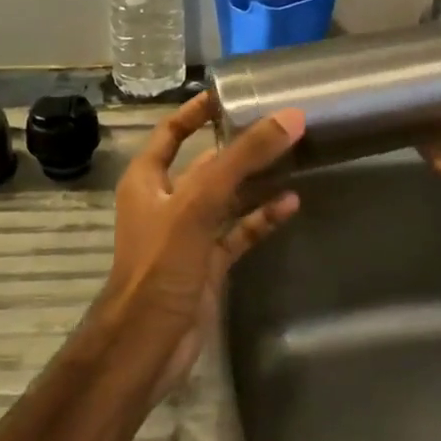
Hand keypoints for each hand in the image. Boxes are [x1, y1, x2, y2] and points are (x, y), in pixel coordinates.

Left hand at [100, 93, 304, 389]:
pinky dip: (262, 218)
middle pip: (206, 163)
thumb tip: (290, 117)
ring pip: (227, 198)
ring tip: (294, 158)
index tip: (231, 95)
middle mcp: (167, 201)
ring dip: (255, 182)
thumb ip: (242, 160)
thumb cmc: (160, 265)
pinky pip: (239, 232)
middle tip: (279, 125)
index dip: (197, 111)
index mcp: (148, 179)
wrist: (146, 345)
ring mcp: (188, 235)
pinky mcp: (208, 264)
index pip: (172, 131)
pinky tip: (291, 204)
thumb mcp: (198, 204)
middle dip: (238, 146)